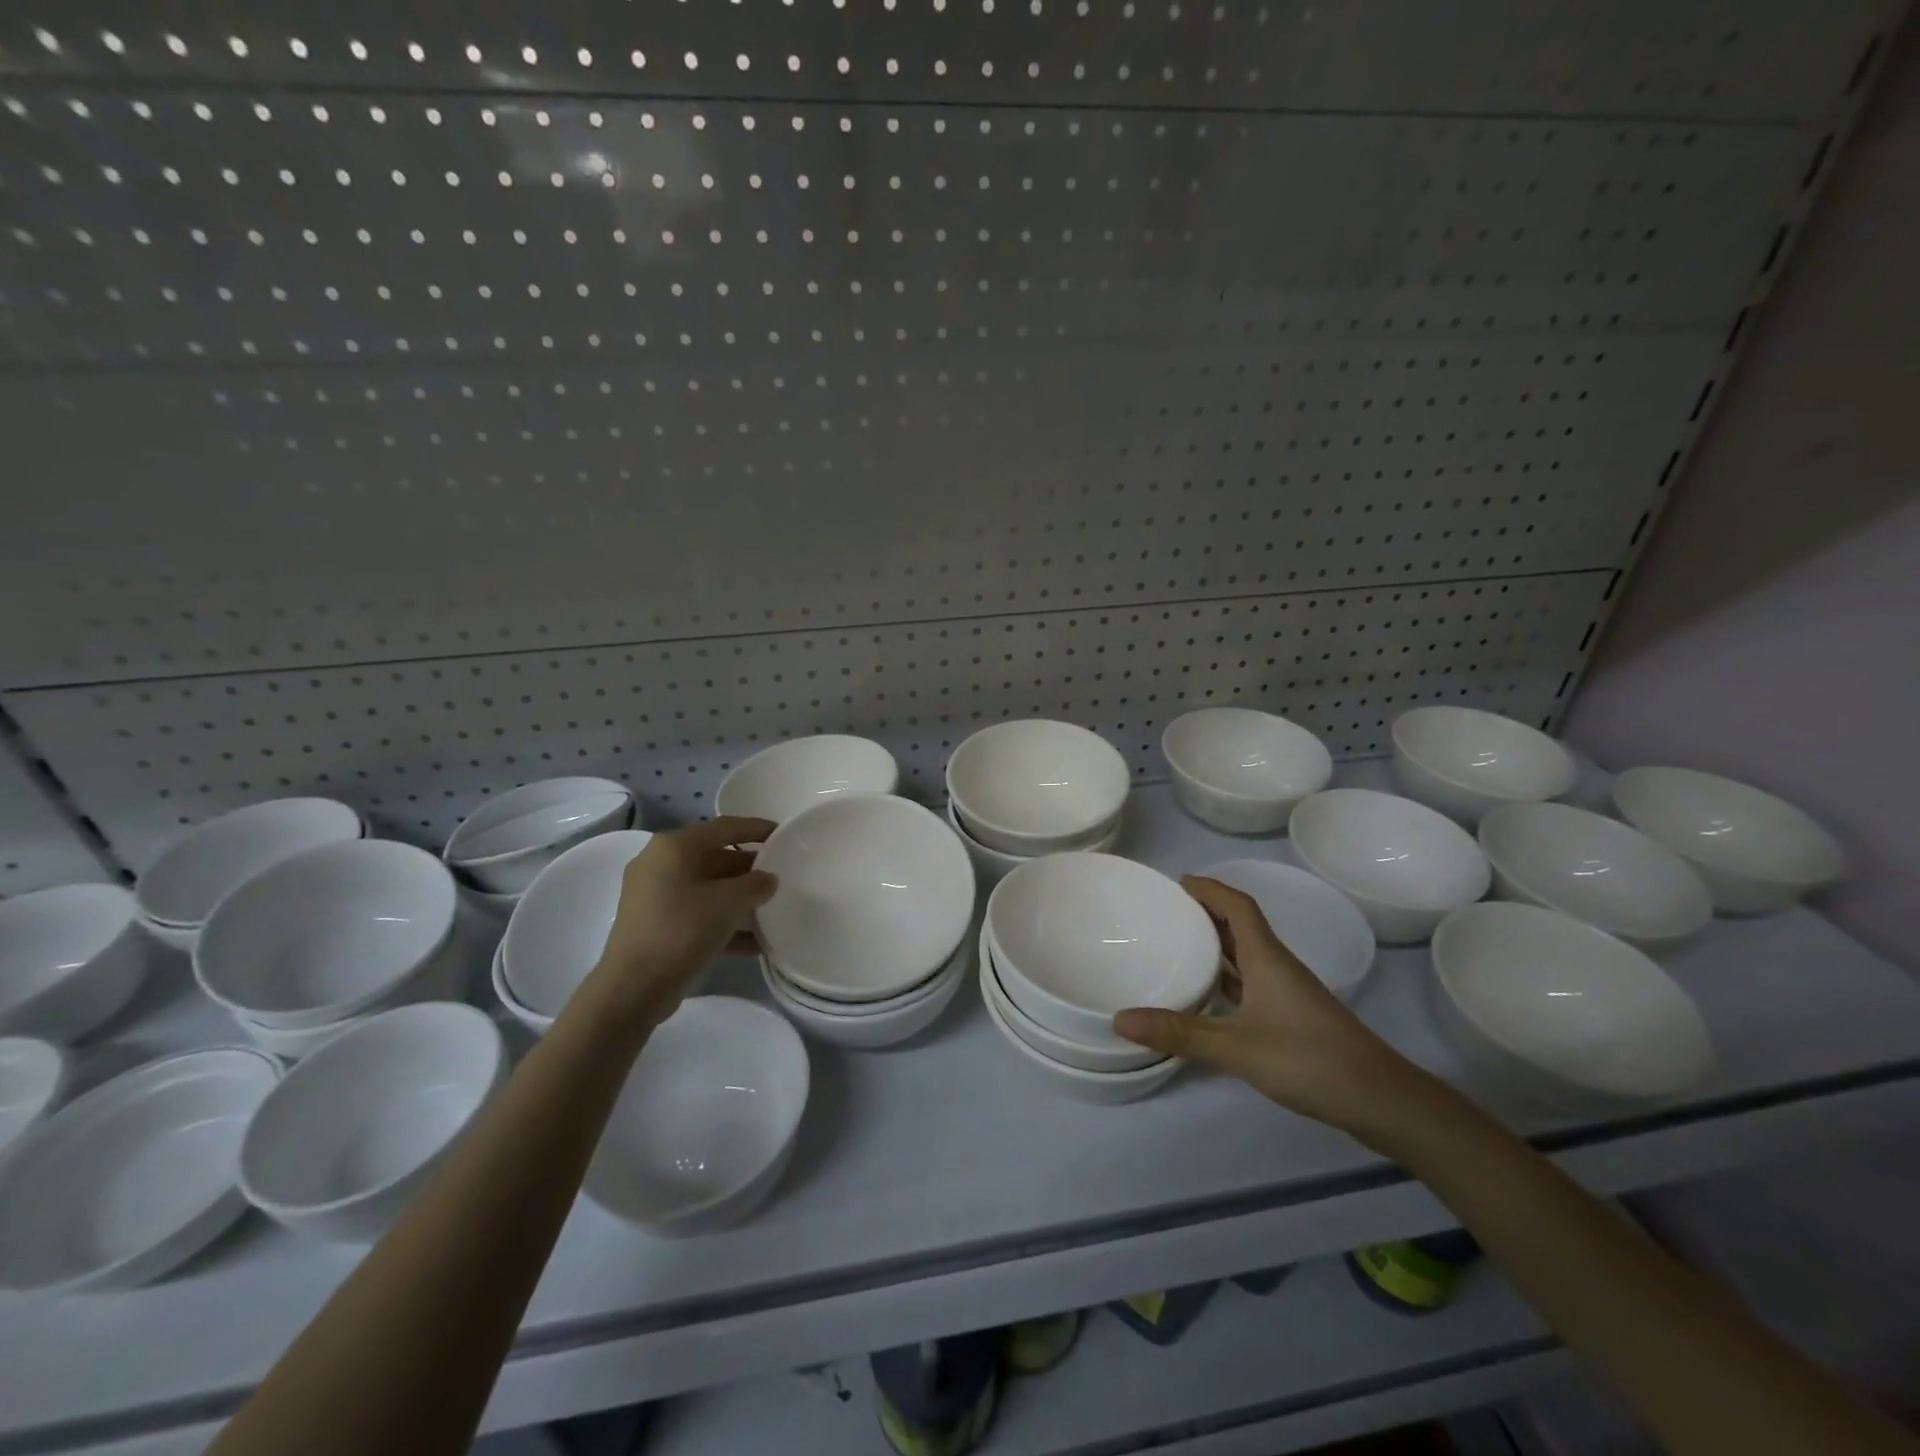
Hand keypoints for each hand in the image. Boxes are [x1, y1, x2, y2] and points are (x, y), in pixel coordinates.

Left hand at [585, 817, 778, 1025]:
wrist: (634, 989)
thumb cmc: (681, 931)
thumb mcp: (727, 903)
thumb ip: (755, 885)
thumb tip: (768, 879)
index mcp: (674, 847)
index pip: (724, 828)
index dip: (757, 829)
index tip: (784, 834)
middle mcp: (661, 864)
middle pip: (716, 858)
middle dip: (750, 870)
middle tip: (781, 877)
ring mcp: (655, 896)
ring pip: (708, 889)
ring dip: (740, 899)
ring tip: (773, 911)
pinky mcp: (657, 924)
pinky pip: (698, 913)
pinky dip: (724, 922)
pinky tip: (754, 942)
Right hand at [1114, 876, 1428, 1140]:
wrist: (1380, 1099)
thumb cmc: (1308, 1059)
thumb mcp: (1236, 1047)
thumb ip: (1179, 1033)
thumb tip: (1120, 1019)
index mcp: (1266, 957)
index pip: (1237, 906)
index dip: (1209, 889)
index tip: (1177, 883)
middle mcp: (1277, 966)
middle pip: (1240, 925)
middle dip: (1206, 912)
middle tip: (1167, 912)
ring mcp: (1287, 992)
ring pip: (1247, 955)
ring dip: (1216, 944)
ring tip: (1178, 945)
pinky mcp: (1292, 1016)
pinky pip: (1251, 981)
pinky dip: (1227, 978)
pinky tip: (1207, 996)